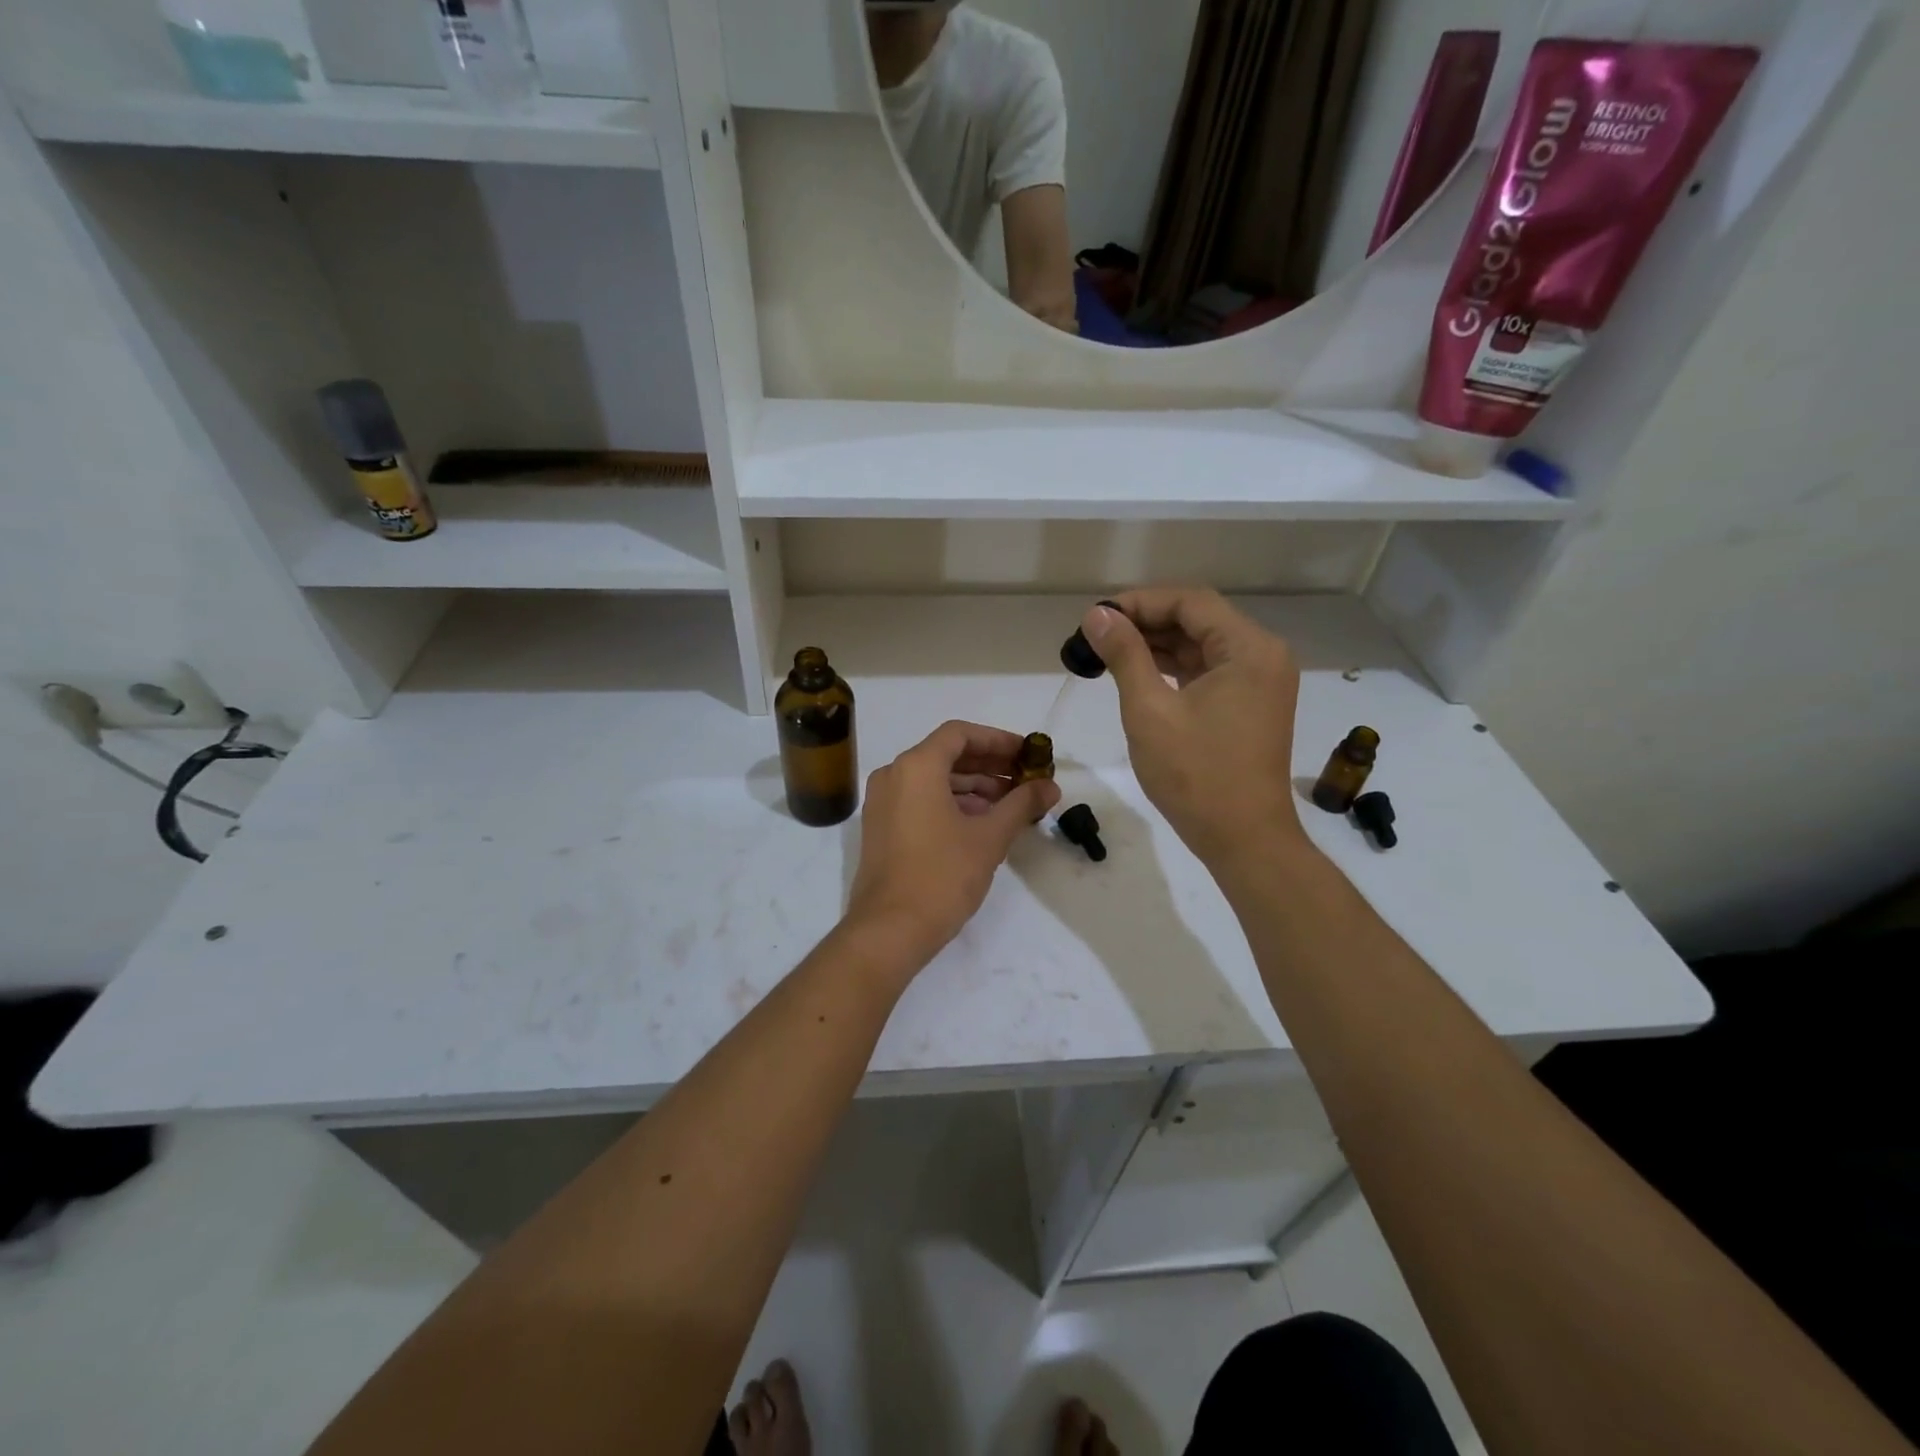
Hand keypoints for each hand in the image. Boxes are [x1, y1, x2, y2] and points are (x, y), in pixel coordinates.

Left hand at [846, 721, 1061, 960]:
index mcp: (916, 767)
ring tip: (1010, 804)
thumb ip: (1022, 804)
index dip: (997, 740)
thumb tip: (1051, 786)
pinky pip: (920, 800)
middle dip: (989, 765)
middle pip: (946, 755)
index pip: (959, 734)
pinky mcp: (881, 828)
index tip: (1026, 754)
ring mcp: (882, 802)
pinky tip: (981, 823)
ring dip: (973, 786)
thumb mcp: (990, 837)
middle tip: (1025, 779)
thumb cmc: (942, 875)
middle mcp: (893, 775)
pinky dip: (951, 803)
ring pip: (933, 780)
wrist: (889, 930)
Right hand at [1082, 590, 1305, 868]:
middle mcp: (1263, 656)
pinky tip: (1138, 673)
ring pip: (1202, 646)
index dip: (1139, 602)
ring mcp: (1260, 682)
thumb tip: (1097, 615)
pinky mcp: (1251, 705)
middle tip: (1096, 636)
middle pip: (1198, 620)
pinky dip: (1174, 669)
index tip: (1096, 617)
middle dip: (1146, 623)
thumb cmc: (1195, 775)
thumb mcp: (1149, 710)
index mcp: (1249, 649)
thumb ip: (1124, 655)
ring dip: (1157, 646)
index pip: (1190, 602)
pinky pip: (1209, 671)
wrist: (1243, 839)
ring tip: (1108, 653)